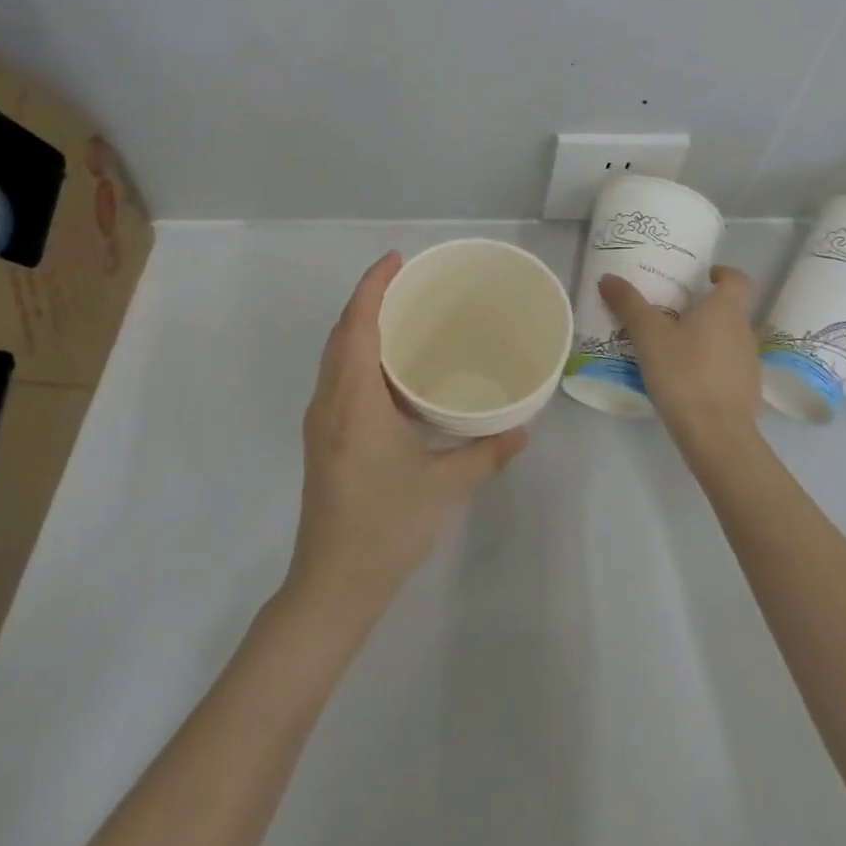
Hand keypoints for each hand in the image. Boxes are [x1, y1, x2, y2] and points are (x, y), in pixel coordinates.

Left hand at [286, 252, 527, 618]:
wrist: (332, 585)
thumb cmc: (387, 528)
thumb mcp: (446, 486)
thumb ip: (488, 452)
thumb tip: (524, 428)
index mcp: (354, 402)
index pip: (357, 327)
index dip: (372, 287)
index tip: (396, 260)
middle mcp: (329, 402)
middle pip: (341, 334)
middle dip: (367, 299)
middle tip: (406, 280)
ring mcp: (321, 421)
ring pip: (335, 356)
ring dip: (360, 325)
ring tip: (399, 312)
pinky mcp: (323, 439)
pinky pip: (336, 376)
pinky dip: (357, 353)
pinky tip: (388, 367)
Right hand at [600, 266, 761, 464]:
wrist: (717, 435)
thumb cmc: (684, 373)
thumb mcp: (648, 336)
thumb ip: (629, 304)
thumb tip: (608, 277)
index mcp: (726, 309)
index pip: (738, 279)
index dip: (724, 273)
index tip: (704, 277)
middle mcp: (744, 330)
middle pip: (731, 309)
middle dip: (705, 308)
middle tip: (672, 313)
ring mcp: (750, 363)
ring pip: (729, 339)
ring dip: (708, 338)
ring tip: (674, 348)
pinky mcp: (748, 391)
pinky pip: (729, 367)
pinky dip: (711, 366)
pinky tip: (686, 380)